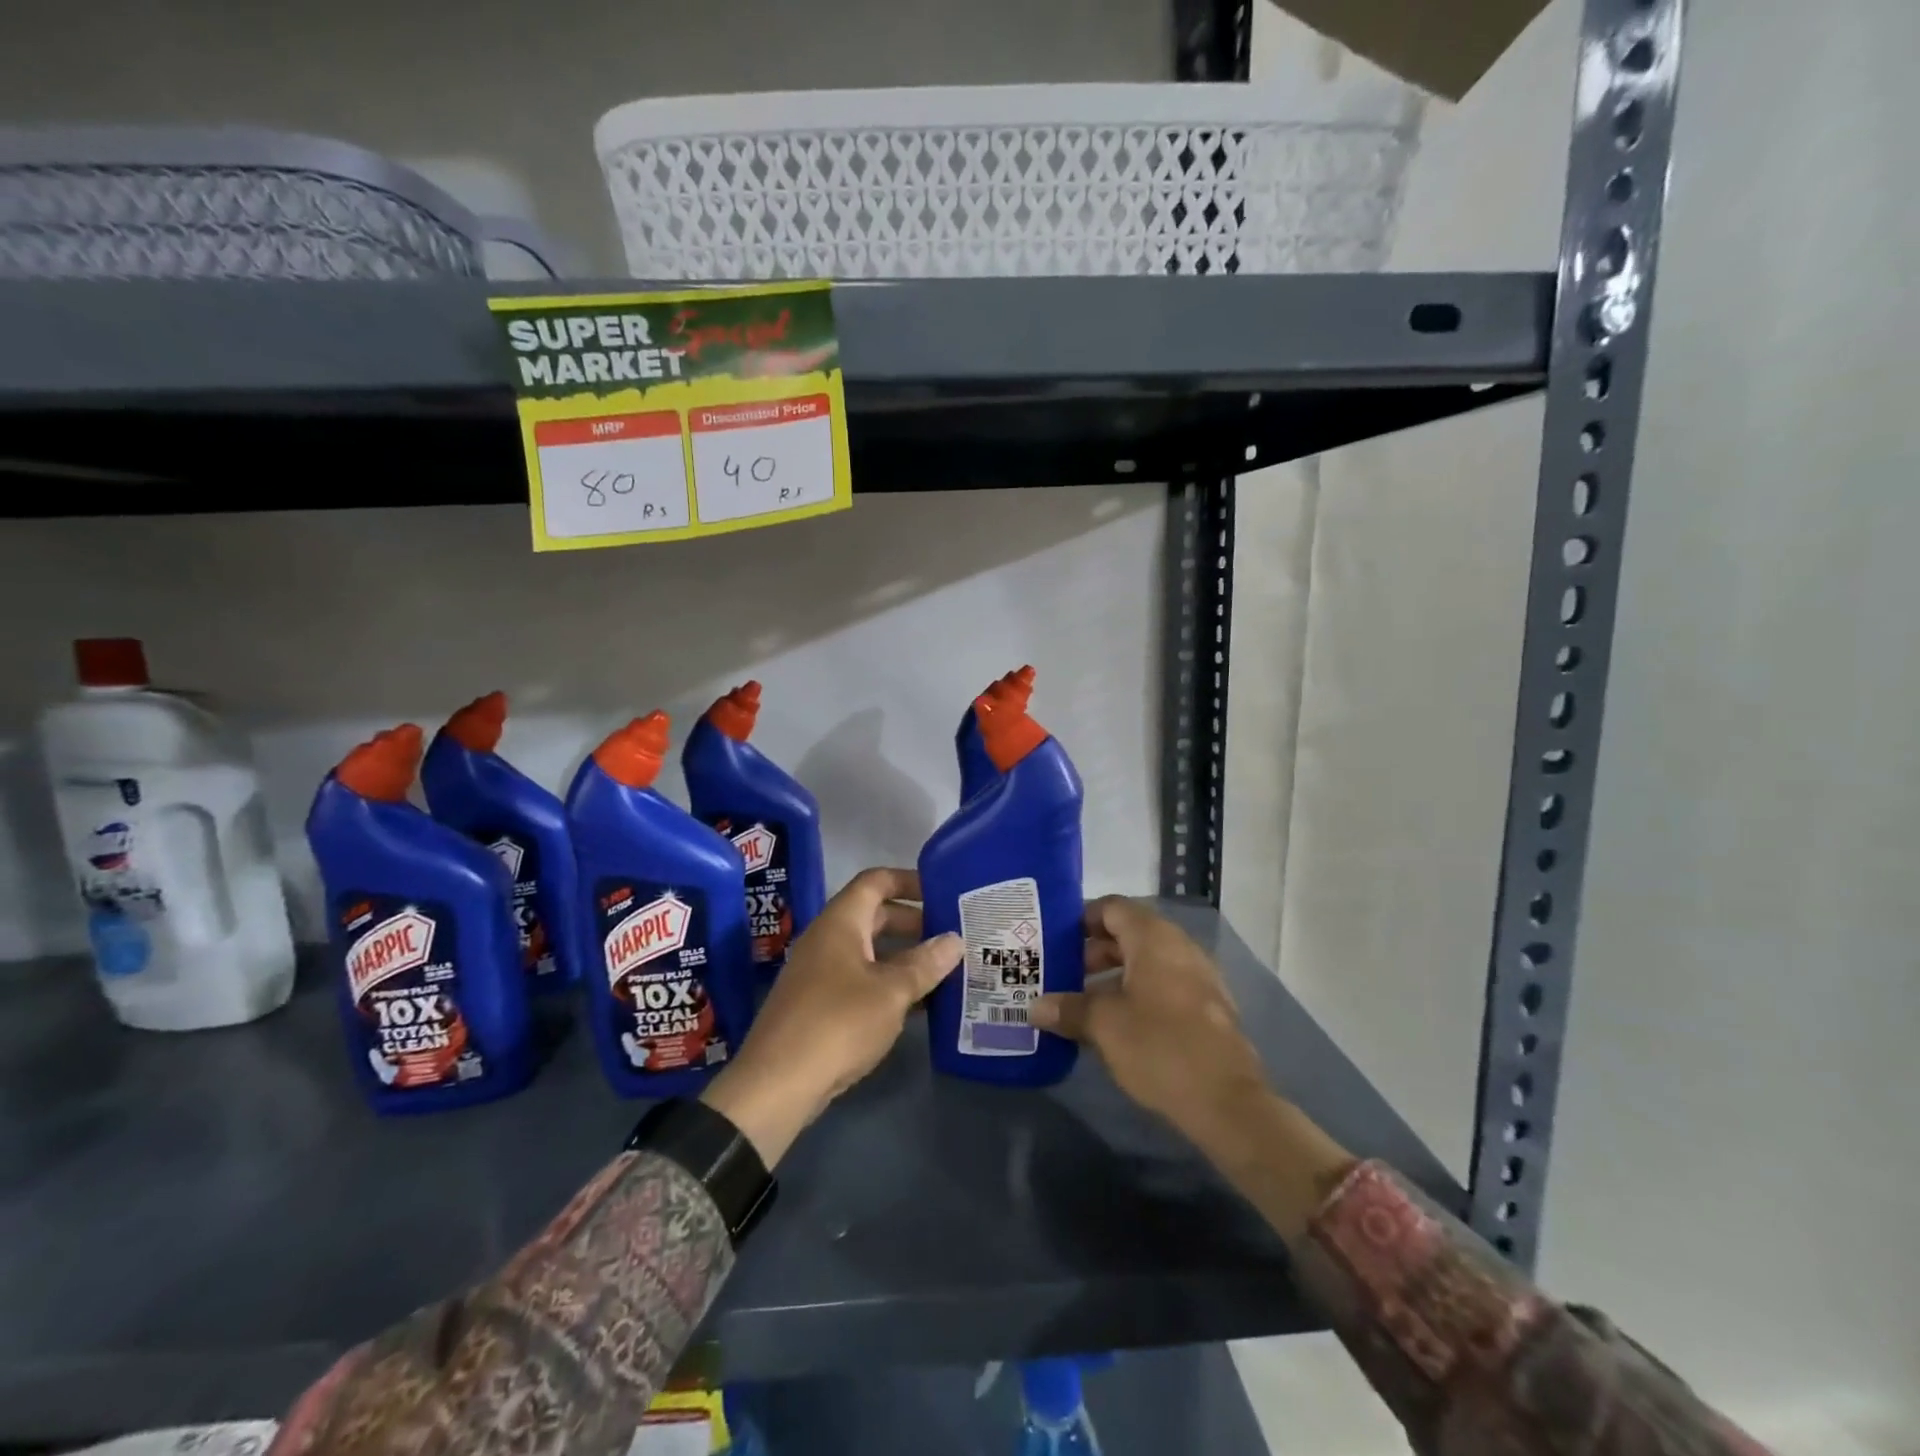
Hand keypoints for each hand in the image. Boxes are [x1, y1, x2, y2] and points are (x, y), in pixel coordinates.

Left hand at [702, 867, 961, 1165]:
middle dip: (913, 922)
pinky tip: (917, 1005)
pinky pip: (860, 980)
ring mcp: (819, 973)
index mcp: (840, 922)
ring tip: (944, 970)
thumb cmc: (838, 1023)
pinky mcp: (817, 1005)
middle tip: (951, 935)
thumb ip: (925, 964)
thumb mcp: (891, 992)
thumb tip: (954, 940)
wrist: (776, 1085)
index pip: (875, 881)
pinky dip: (888, 983)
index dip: (908, 881)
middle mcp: (827, 939)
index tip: (942, 892)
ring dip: (904, 957)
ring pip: (869, 952)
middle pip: (874, 916)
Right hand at [1032, 896, 1268, 1141]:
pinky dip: (1139, 993)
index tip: (1056, 941)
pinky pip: (1165, 985)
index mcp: (1153, 937)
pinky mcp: (1208, 1008)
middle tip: (1064, 975)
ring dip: (1115, 976)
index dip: (1082, 919)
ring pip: (1148, 962)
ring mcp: (1199, 977)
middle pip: (1130, 933)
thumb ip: (1068, 1009)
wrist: (1227, 1102)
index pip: (1112, 907)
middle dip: (1095, 951)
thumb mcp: (1103, 1026)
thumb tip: (1034, 1008)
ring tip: (1085, 1003)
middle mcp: (1180, 946)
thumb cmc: (1159, 1046)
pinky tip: (1118, 1026)